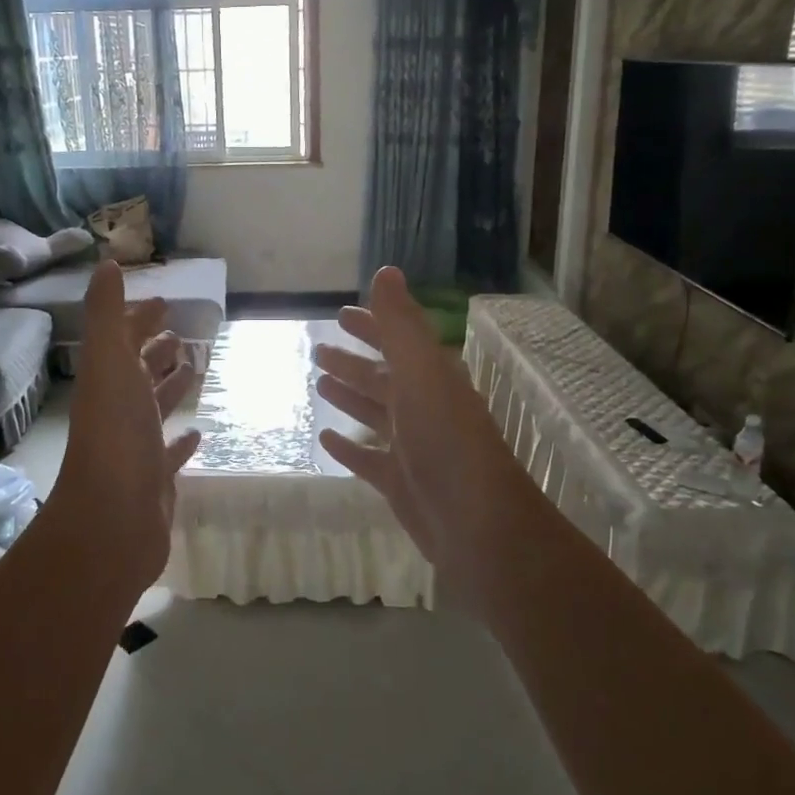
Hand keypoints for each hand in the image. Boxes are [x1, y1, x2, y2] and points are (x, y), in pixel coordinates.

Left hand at [54, 262, 201, 582]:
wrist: (114, 518)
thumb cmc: (116, 433)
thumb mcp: (109, 362)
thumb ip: (107, 314)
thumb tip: (106, 264)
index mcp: (109, 380)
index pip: (124, 340)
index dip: (139, 319)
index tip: (164, 302)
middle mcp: (119, 410)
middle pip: (139, 372)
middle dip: (156, 350)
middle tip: (182, 334)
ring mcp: (137, 446)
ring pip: (155, 408)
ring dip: (170, 387)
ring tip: (193, 367)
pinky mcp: (156, 478)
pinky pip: (171, 452)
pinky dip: (182, 439)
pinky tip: (198, 430)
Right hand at [313, 267, 529, 603]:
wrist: (476, 524)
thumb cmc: (447, 439)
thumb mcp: (421, 372)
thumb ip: (400, 324)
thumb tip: (386, 271)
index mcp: (431, 377)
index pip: (397, 341)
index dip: (371, 325)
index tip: (340, 314)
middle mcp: (423, 407)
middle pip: (382, 376)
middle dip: (353, 361)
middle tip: (317, 350)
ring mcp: (411, 446)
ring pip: (374, 413)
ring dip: (349, 396)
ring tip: (318, 382)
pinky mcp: (399, 482)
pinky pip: (367, 458)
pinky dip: (348, 446)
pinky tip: (325, 437)